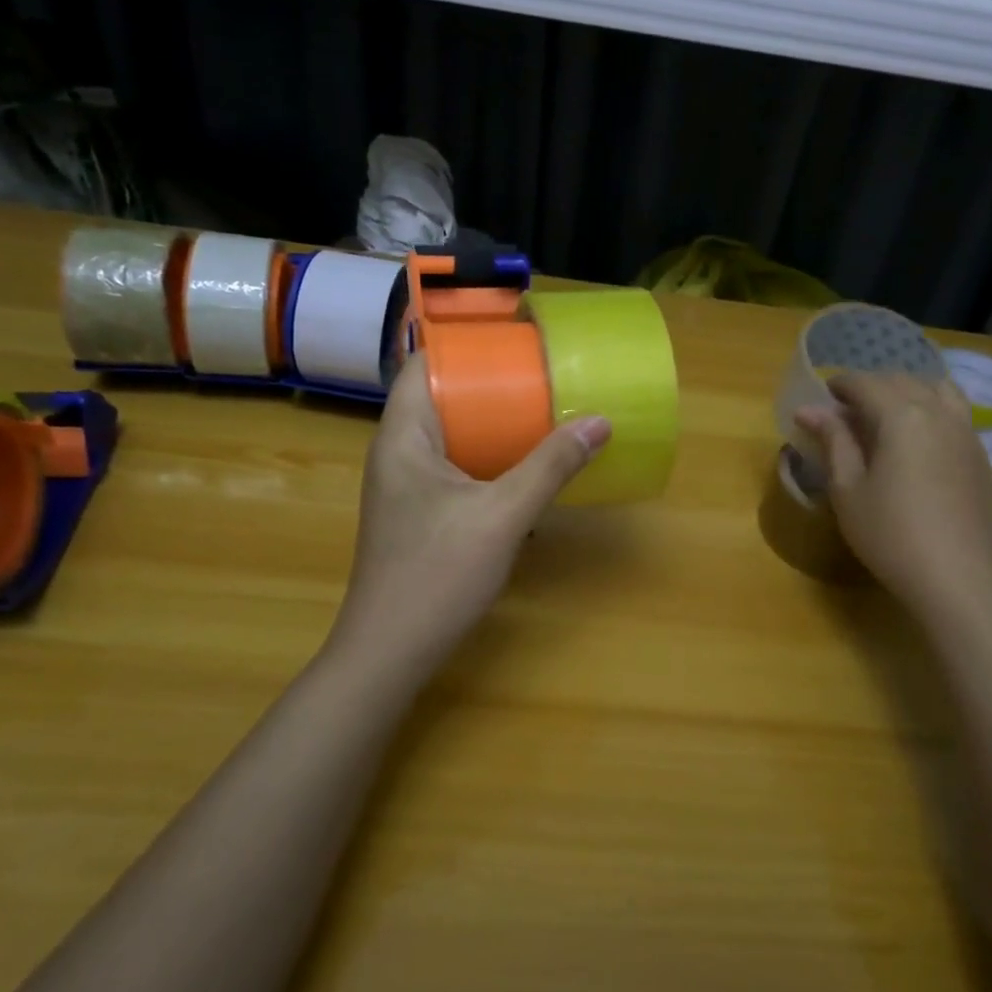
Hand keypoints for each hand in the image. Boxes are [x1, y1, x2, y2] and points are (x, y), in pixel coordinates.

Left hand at [330, 354, 610, 675]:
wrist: (391, 652)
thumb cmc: (437, 574)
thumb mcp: (503, 515)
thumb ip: (551, 467)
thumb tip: (600, 421)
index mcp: (403, 436)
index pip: (425, 365)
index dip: (466, 345)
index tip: (515, 339)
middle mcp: (396, 453)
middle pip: (441, 398)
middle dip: (490, 385)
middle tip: (541, 375)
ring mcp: (404, 488)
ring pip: (450, 438)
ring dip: (491, 425)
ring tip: (540, 413)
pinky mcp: (418, 516)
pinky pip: (455, 469)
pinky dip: (487, 460)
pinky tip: (523, 470)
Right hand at [794, 372, 991, 601]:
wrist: (955, 576)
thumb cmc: (889, 533)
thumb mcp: (848, 488)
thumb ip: (833, 441)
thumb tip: (810, 410)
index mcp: (902, 416)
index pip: (866, 383)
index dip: (841, 384)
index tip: (823, 395)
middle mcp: (939, 413)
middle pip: (903, 381)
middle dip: (872, 386)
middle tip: (848, 409)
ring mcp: (967, 434)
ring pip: (939, 390)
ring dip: (908, 392)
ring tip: (888, 415)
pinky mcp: (982, 457)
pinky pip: (956, 415)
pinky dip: (933, 411)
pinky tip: (919, 441)